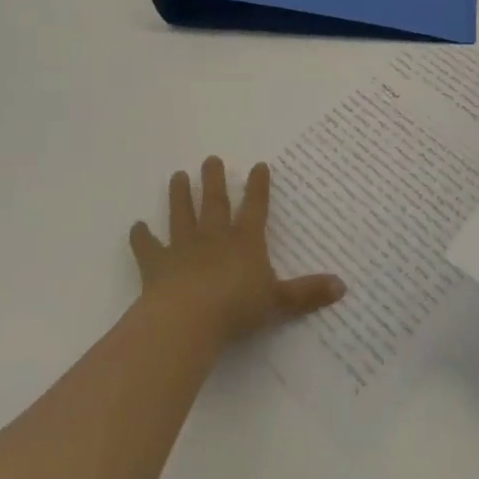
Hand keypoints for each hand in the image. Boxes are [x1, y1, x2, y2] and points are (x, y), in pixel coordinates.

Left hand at [130, 157, 344, 347]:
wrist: (187, 320)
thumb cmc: (236, 308)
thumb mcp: (278, 302)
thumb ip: (307, 293)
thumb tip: (343, 287)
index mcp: (245, 240)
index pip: (256, 207)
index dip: (258, 186)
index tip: (258, 165)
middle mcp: (214, 236)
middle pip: (215, 202)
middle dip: (214, 179)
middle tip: (210, 159)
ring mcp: (183, 248)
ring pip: (182, 214)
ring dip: (179, 195)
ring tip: (177, 175)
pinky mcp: (157, 265)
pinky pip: (148, 247)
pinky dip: (141, 237)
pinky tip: (136, 227)